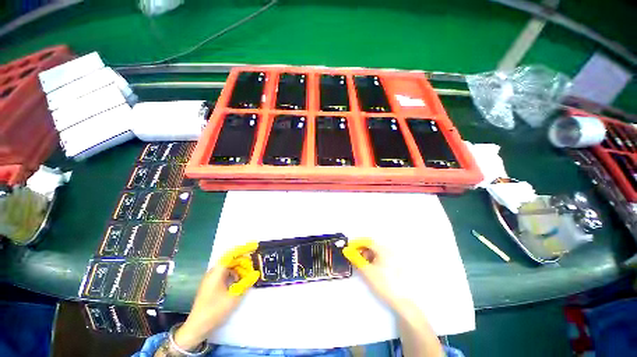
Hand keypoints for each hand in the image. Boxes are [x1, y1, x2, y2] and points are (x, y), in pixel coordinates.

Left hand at [174, 242, 259, 350]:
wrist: (197, 327)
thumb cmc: (214, 310)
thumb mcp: (234, 297)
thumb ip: (246, 283)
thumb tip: (256, 273)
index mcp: (217, 272)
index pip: (232, 254)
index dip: (244, 249)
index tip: (255, 246)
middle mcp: (213, 272)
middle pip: (231, 260)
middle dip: (244, 261)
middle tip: (253, 267)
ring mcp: (211, 279)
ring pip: (229, 267)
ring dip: (240, 269)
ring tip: (248, 275)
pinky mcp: (211, 285)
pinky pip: (226, 274)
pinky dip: (234, 275)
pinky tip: (240, 282)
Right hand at [342, 238, 401, 308]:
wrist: (402, 301)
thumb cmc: (383, 284)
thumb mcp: (367, 271)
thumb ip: (356, 259)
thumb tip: (347, 250)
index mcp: (383, 250)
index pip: (367, 241)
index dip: (357, 243)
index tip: (349, 248)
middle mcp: (389, 250)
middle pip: (372, 245)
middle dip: (362, 250)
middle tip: (354, 257)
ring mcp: (394, 257)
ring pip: (377, 251)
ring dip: (367, 255)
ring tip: (362, 264)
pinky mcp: (396, 265)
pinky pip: (382, 257)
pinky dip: (374, 259)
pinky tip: (371, 268)